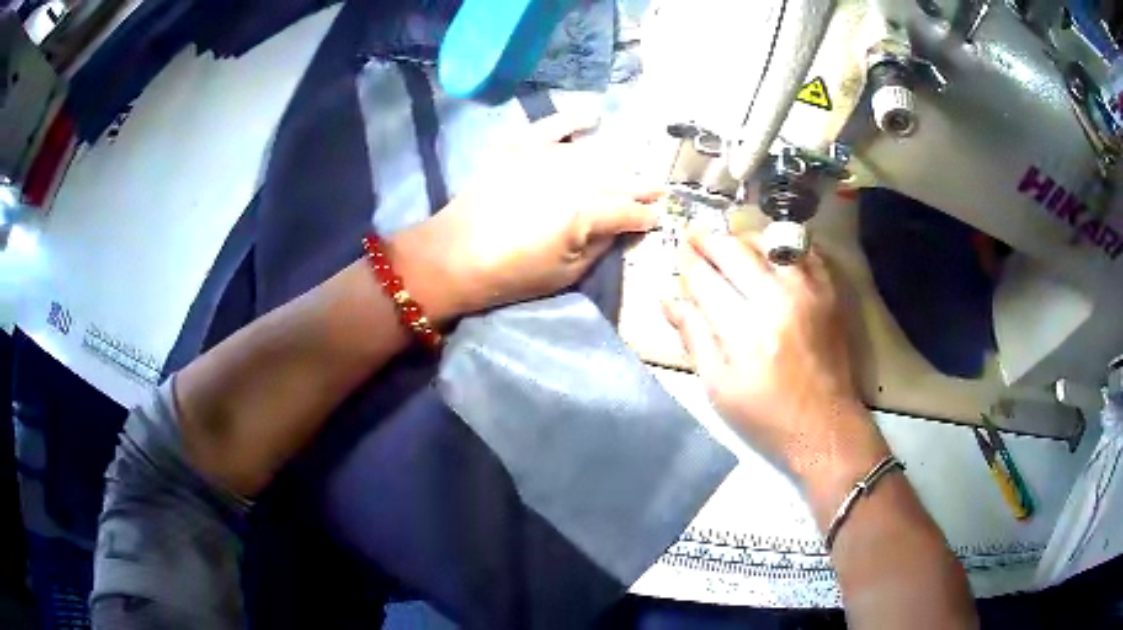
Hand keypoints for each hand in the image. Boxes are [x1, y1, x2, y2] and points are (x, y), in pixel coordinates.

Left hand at [389, 112, 660, 321]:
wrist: (454, 255)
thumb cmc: (513, 274)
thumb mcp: (568, 272)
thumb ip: (601, 243)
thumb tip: (622, 224)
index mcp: (587, 212)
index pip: (629, 210)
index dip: (646, 215)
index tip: (657, 218)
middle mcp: (573, 176)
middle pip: (617, 177)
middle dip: (639, 186)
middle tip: (654, 190)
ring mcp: (546, 155)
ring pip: (594, 153)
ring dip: (617, 162)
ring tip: (629, 169)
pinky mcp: (521, 146)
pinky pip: (553, 124)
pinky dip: (573, 118)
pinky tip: (593, 117)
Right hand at [664, 233, 888, 483]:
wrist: (824, 425)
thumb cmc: (765, 415)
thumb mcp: (718, 387)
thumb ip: (694, 337)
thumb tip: (668, 299)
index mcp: (744, 330)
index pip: (705, 278)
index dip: (687, 261)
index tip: (678, 250)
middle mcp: (777, 300)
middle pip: (735, 250)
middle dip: (709, 240)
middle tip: (695, 235)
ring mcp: (808, 292)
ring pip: (769, 242)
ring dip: (744, 238)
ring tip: (731, 244)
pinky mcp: (829, 293)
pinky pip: (804, 251)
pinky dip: (782, 246)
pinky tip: (770, 253)